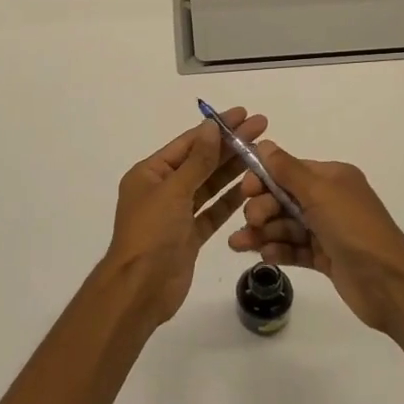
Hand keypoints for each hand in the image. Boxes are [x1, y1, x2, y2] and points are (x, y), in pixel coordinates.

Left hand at [99, 109, 267, 325]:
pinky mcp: (189, 236)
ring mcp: (177, 214)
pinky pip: (213, 212)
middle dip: (230, 146)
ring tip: (262, 155)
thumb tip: (211, 127)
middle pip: (201, 162)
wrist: (141, 289)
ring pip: (209, 186)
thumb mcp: (173, 191)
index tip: (243, 114)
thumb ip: (197, 160)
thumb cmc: (151, 233)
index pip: (189, 143)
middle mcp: (163, 190)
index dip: (217, 128)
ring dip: (233, 170)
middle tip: (262, 128)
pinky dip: (230, 201)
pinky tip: (252, 188)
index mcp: (150, 174)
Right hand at [228, 142, 403, 332]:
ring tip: (239, 245)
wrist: (388, 283)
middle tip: (251, 222)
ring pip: (285, 225)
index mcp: (332, 178)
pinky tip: (264, 256)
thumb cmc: (354, 229)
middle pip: (283, 199)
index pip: (288, 171)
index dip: (263, 179)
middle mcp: (329, 200)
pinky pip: (294, 248)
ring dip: (262, 232)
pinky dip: (278, 250)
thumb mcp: (320, 193)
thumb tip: (264, 143)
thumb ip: (287, 170)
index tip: (245, 191)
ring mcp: (327, 230)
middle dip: (262, 209)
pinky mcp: (325, 257)